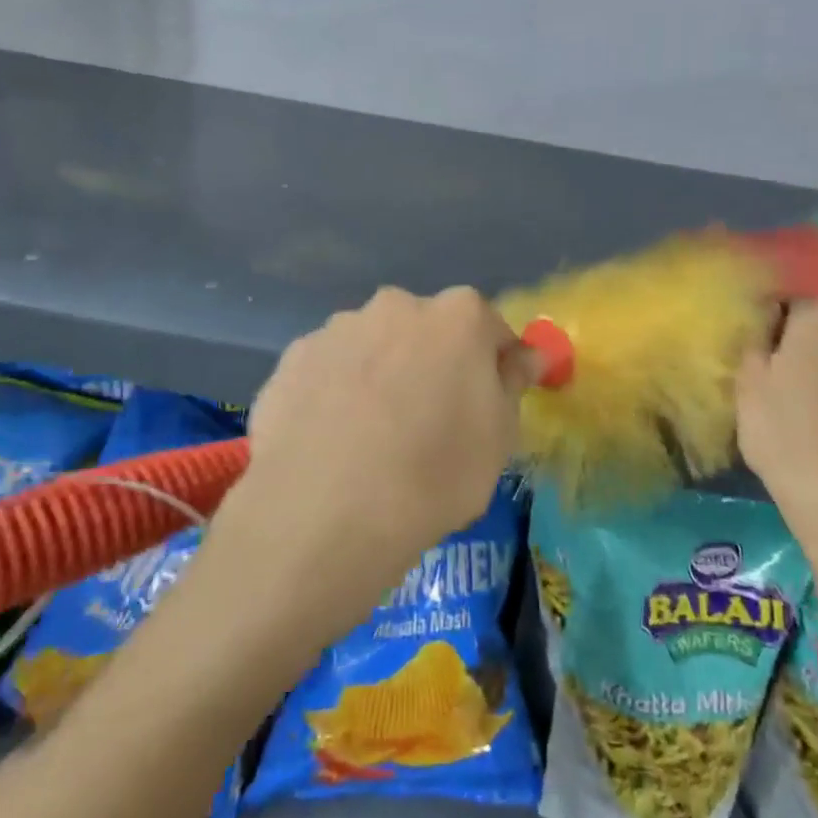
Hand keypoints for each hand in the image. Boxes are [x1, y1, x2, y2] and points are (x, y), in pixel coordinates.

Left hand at [208, 286, 537, 646]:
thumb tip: (524, 356)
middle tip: (427, 421)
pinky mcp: (292, 358)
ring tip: (370, 438)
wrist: (325, 512)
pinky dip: (335, 393)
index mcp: (456, 317)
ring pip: (373, 346)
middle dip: (431, 362)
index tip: (487, 402)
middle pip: (425, 329)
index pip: (488, 327)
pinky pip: (329, 370)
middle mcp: (395, 306)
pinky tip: (330, 440)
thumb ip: (511, 384)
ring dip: (380, 374)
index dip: (492, 364)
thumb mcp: (498, 439)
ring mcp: (337, 328)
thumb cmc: (433, 475)